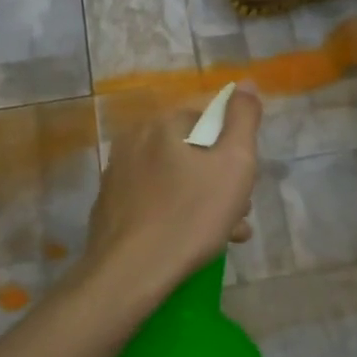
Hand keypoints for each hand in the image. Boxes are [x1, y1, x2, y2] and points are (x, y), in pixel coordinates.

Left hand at [81, 87, 261, 302]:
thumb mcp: (234, 163)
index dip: (235, 147)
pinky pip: (155, 199)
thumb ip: (244, 118)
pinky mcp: (111, 206)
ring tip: (226, 233)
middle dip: (221, 177)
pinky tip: (194, 241)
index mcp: (162, 123)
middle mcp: (134, 140)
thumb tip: (245, 83)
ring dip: (205, 199)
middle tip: (239, 211)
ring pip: (176, 177)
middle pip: (193, 150)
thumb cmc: (191, 215)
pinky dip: (177, 212)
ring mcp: (118, 174)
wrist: (130, 273)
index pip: (210, 118)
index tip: (245, 180)